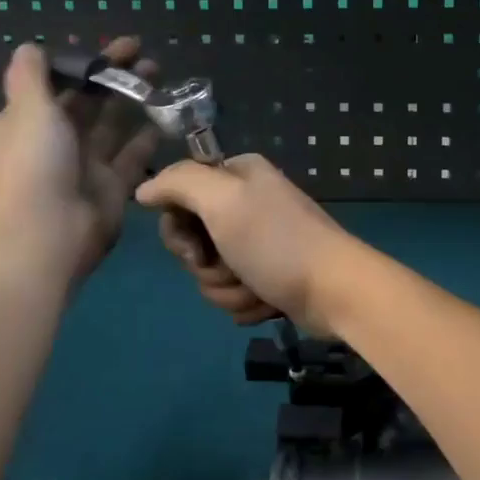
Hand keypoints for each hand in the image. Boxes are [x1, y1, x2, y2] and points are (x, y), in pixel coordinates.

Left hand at [0, 37, 159, 281]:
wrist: (47, 235)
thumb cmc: (33, 165)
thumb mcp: (27, 110)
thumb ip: (31, 76)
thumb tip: (30, 46)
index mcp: (26, 123)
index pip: (57, 85)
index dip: (84, 64)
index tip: (115, 48)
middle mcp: (55, 143)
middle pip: (89, 103)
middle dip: (115, 79)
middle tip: (148, 57)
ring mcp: (85, 167)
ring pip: (113, 126)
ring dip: (134, 101)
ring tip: (161, 78)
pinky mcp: (112, 188)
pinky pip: (132, 156)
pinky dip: (147, 137)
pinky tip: (166, 117)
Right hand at [135, 155, 360, 331]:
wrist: (335, 291)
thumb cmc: (277, 242)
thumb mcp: (223, 200)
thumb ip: (178, 183)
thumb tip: (143, 190)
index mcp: (237, 176)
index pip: (178, 198)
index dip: (179, 230)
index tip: (195, 246)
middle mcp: (247, 204)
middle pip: (192, 242)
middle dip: (208, 267)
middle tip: (233, 268)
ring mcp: (258, 244)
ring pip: (210, 274)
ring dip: (230, 291)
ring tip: (258, 289)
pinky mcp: (268, 278)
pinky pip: (233, 294)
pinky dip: (248, 304)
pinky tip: (269, 302)